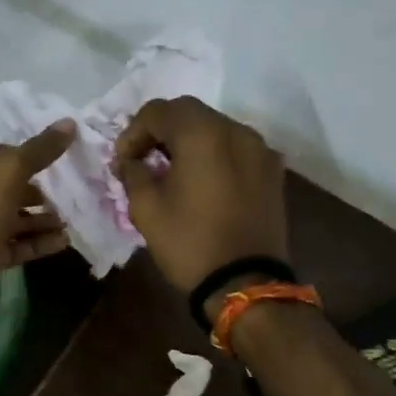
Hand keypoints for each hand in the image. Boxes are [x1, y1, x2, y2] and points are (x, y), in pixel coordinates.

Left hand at [0, 121, 75, 323]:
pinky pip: (18, 246)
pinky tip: (64, 241)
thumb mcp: (10, 172)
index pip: (2, 155)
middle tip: (71, 190)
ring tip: (72, 218)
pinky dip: (39, 242)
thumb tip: (69, 123)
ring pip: (15, 218)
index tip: (60, 156)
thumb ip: (40, 149)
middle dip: (40, 189)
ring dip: (43, 218)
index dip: (30, 153)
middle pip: (10, 188)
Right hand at [113, 97, 288, 311]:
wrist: (245, 284)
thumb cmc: (190, 243)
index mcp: (202, 134)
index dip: (133, 132)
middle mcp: (236, 130)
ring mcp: (260, 149)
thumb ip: (133, 173)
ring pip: (216, 128)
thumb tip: (130, 161)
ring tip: (173, 170)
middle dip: (161, 131)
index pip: (159, 111)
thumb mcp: (146, 209)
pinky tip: (203, 181)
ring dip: (189, 141)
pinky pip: (236, 149)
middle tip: (144, 159)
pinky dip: (215, 154)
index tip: (123, 161)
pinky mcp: (272, 171)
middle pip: (190, 113)